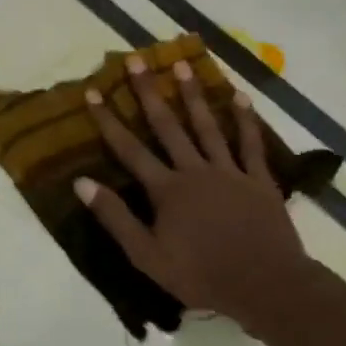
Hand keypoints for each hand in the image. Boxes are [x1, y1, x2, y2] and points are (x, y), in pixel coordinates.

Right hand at [75, 56, 311, 330]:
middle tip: (137, 60)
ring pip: (207, 126)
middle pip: (167, 126)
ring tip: (182, 65)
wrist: (264, 285)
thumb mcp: (147, 255)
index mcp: (167, 190)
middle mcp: (195, 171)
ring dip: (193, 95)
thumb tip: (81, 182)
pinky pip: (251, 144)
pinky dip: (245, 120)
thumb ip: (115, 217)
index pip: (129, 149)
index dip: (109, 120)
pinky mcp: (259, 180)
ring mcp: (230, 172)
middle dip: (148, 93)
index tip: (93, 92)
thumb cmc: (201, 275)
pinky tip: (240, 97)